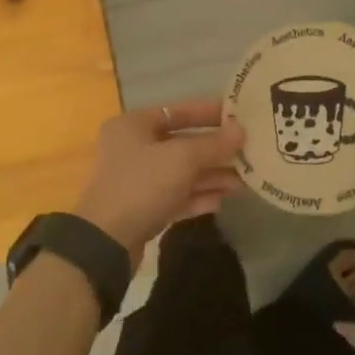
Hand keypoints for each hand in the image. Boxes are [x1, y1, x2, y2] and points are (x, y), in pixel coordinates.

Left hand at [71, 99, 245, 260]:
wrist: (104, 243)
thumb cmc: (142, 185)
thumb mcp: (182, 159)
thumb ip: (214, 144)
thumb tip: (241, 130)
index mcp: (133, 125)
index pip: (178, 111)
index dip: (209, 112)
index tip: (240, 117)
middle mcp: (133, 148)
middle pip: (182, 143)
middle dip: (215, 150)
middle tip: (249, 152)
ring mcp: (137, 181)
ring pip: (182, 173)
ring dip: (212, 176)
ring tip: (245, 181)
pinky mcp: (142, 210)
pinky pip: (176, 197)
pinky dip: (197, 197)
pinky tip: (222, 201)